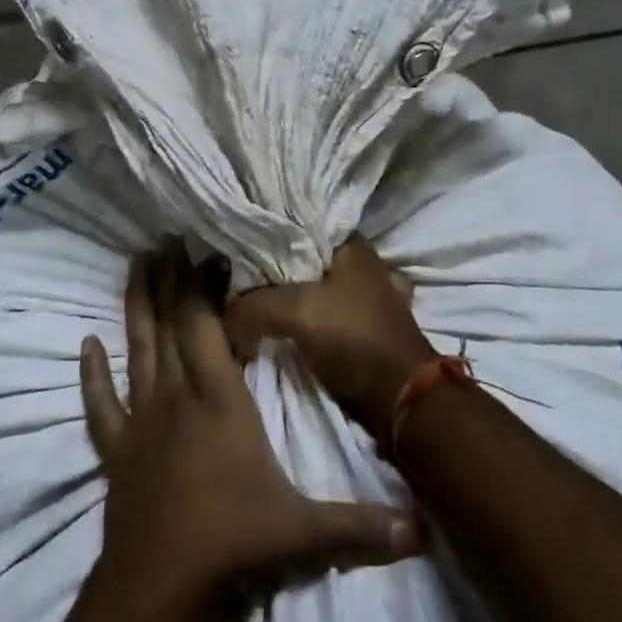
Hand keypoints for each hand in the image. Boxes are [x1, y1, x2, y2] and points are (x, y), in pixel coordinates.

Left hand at [80, 244, 419, 612]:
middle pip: (169, 323)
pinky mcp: (116, 448)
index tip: (211, 252)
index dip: (205, 285)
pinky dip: (93, 373)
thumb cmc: (232, 544)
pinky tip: (87, 345)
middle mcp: (176, 396)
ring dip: (136, 304)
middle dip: (170, 278)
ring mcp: (140, 420)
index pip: (207, 326)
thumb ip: (361, 525)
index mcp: (219, 400)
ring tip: (136, 262)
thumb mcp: (303, 532)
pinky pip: (101, 403)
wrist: (158, 587)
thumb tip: (423, 530)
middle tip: (167, 237)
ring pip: (136, 348)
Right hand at [224, 237, 437, 431]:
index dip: (263, 238)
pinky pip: (320, 315)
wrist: (399, 395)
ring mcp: (364, 296)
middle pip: (300, 260)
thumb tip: (222, 317)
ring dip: (284, 299)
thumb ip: (251, 306)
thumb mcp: (294, 311)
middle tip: (234, 283)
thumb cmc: (352, 336)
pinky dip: (300, 321)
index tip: (232, 252)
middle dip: (269, 272)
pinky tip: (277, 328)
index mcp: (351, 244)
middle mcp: (360, 263)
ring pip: (309, 288)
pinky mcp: (362, 326)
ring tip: (248, 306)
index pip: (296, 226)